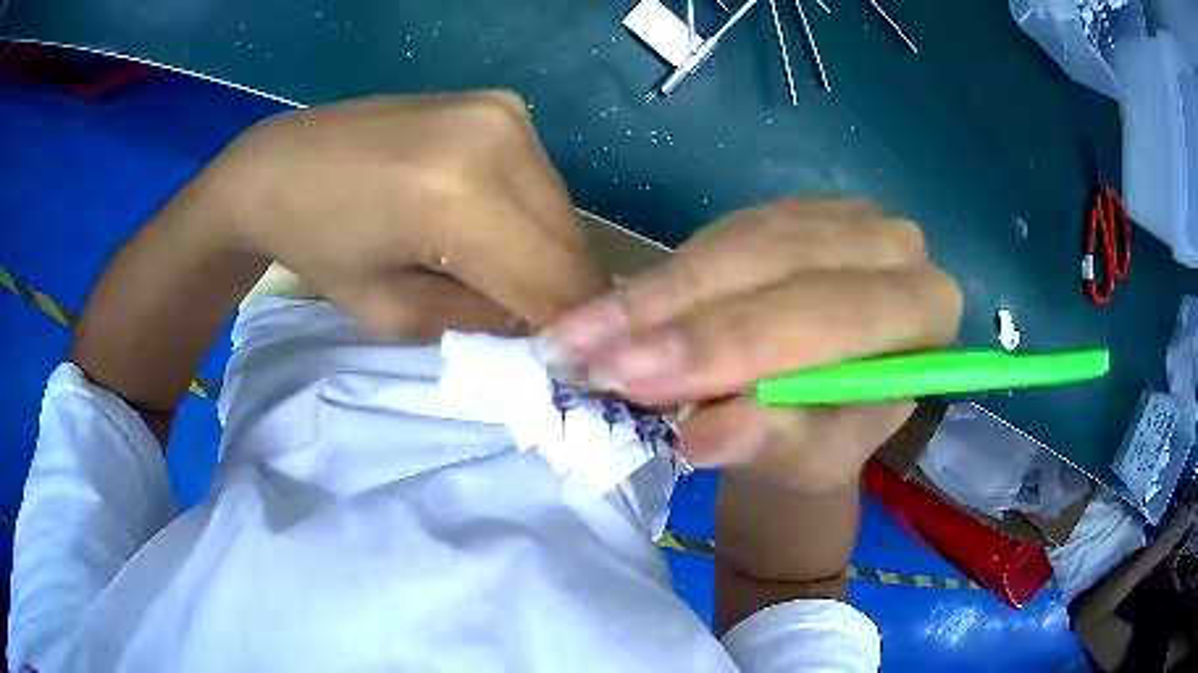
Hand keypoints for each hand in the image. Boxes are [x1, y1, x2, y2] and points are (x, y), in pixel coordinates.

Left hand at [206, 92, 604, 333]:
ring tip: (495, 273)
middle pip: (571, 243)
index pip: (556, 283)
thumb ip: (481, 323)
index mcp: (459, 195)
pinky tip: (484, 226)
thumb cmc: (317, 247)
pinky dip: (528, 219)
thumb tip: (543, 324)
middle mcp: (499, 139)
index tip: (565, 365)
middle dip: (561, 296)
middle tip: (529, 326)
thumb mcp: (393, 314)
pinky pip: (540, 182)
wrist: (281, 164)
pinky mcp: (501, 104)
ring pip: (563, 212)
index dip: (569, 332)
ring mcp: (505, 113)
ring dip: (545, 256)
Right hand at [545, 200, 962, 491]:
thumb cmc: (822, 444)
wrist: (818, 411)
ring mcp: (844, 216)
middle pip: (779, 264)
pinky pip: (724, 231)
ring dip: (657, 293)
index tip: (635, 379)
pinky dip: (667, 273)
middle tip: (590, 354)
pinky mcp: (796, 210)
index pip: (829, 317)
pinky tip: (616, 307)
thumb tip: (702, 438)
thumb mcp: (801, 461)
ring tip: (580, 335)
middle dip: (679, 315)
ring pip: (741, 240)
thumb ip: (764, 441)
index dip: (731, 347)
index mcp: (925, 315)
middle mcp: (896, 247)